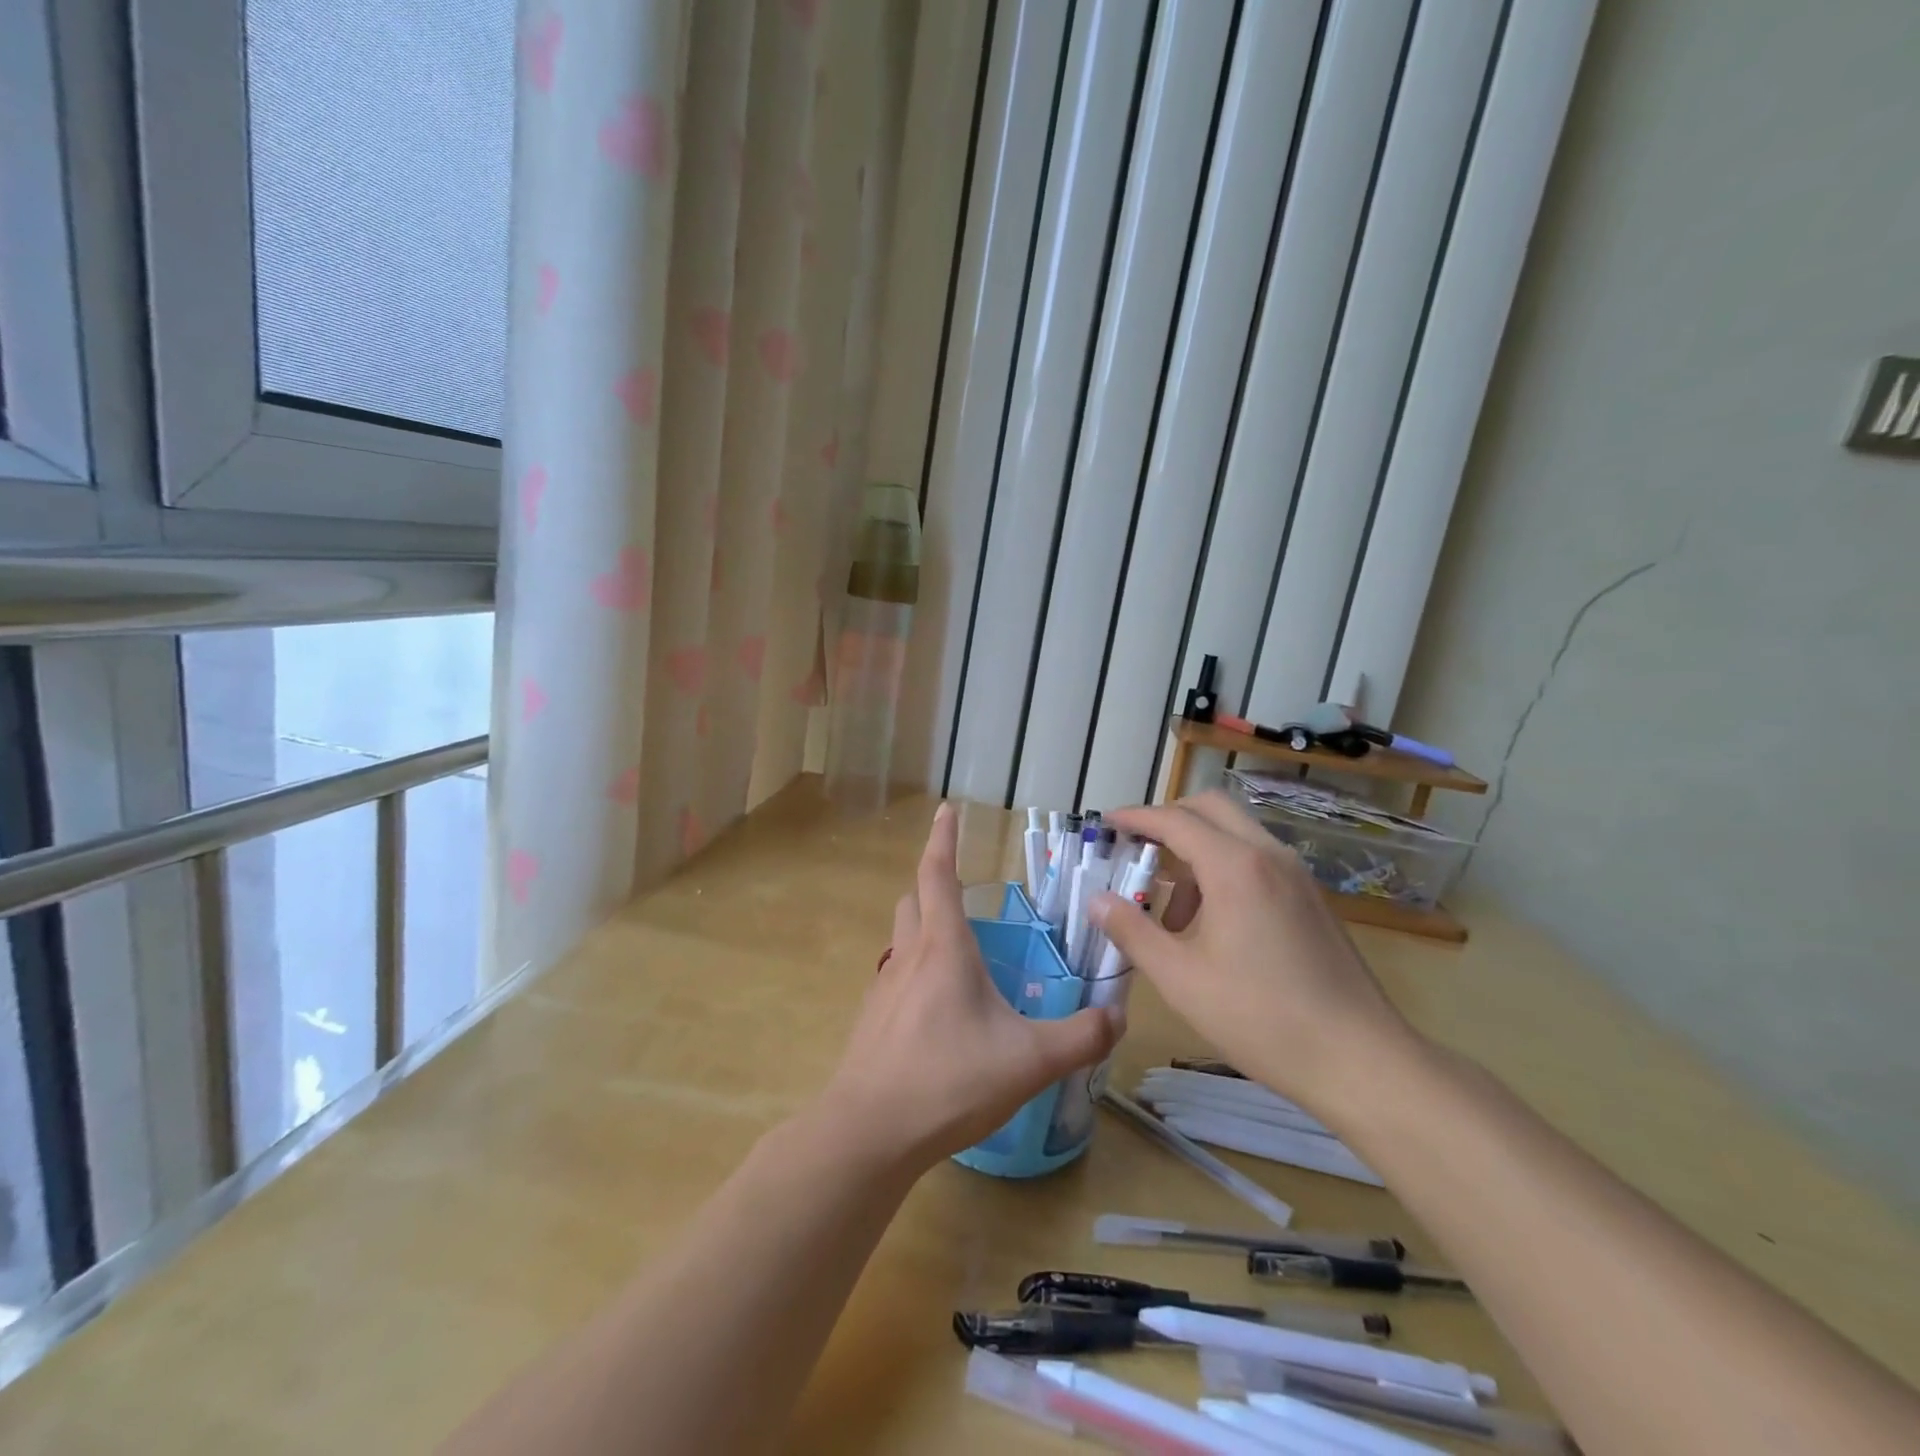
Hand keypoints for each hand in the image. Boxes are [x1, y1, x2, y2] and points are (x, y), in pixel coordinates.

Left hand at [821, 803, 1122, 1169]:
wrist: (868, 1132)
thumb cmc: (948, 1081)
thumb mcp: (1029, 1061)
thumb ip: (1080, 1037)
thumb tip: (1117, 1017)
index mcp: (944, 948)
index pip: (937, 874)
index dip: (942, 838)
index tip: (946, 810)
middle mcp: (909, 956)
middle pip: (913, 900)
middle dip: (933, 885)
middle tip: (963, 892)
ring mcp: (883, 988)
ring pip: (901, 938)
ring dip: (923, 928)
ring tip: (957, 951)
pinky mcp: (872, 1020)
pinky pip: (895, 977)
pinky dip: (915, 972)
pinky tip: (937, 1010)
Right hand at [1092, 791, 1419, 1116]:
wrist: (1361, 1060)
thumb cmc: (1261, 1018)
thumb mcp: (1180, 978)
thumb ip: (1132, 931)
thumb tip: (1096, 900)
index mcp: (1234, 866)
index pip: (1174, 820)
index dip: (1134, 818)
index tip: (1105, 825)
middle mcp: (1268, 855)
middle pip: (1210, 809)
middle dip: (1167, 821)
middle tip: (1136, 852)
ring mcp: (1296, 876)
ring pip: (1235, 835)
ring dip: (1195, 853)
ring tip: (1172, 914)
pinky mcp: (1311, 899)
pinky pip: (1257, 861)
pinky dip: (1224, 871)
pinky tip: (1213, 927)